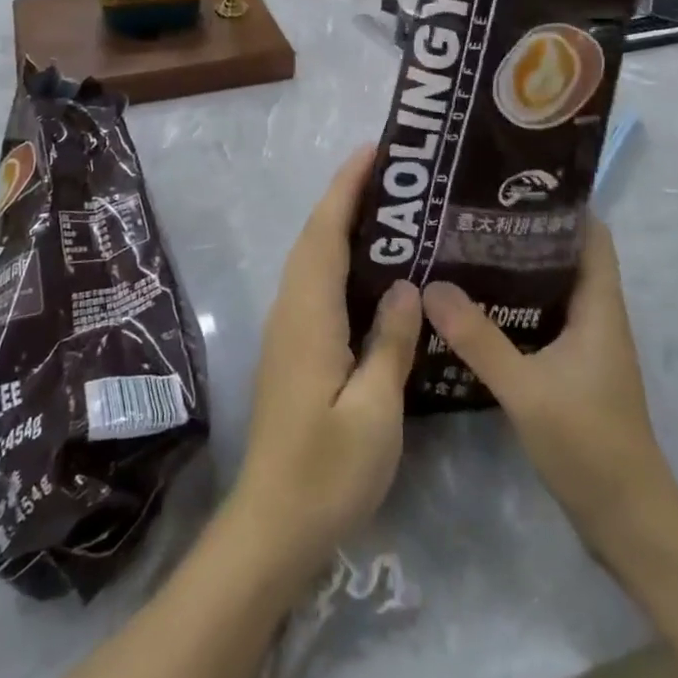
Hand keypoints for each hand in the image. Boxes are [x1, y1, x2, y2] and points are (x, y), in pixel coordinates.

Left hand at [231, 146, 422, 578]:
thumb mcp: (374, 412)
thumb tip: (405, 286)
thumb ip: (389, 343)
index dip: (346, 187)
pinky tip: (372, 272)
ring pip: (312, 258)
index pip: (325, 232)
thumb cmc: (326, 471)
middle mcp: (291, 309)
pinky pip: (315, 283)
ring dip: (341, 225)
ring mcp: (287, 329)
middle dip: (346, 196)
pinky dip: (338, 257)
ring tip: (389, 210)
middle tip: (394, 174)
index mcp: (309, 315)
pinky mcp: (292, 348)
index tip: (373, 150)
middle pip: (314, 237)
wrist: (272, 527)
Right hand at [421, 218, 677, 550]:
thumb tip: (431, 285)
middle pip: (564, 254)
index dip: (561, 203)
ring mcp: (585, 343)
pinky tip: (473, 304)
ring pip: (549, 287)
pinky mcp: (571, 367)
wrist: (627, 520)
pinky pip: (540, 318)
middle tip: (472, 211)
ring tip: (464, 246)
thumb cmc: (588, 444)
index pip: (591, 234)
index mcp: (599, 307)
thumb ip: (478, 338)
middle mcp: (596, 316)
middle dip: (524, 230)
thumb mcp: (526, 389)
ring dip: (514, 268)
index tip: (513, 182)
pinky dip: (512, 304)